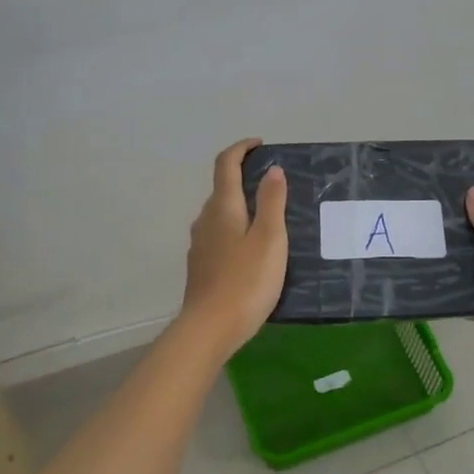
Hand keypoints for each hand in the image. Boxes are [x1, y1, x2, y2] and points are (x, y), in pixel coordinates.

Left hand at [180, 139, 288, 357]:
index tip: (259, 144)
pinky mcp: (201, 266)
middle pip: (221, 189)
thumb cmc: (246, 281)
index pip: (225, 164)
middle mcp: (205, 220)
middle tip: (274, 186)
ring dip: (240, 206)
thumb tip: (272, 170)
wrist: (209, 329)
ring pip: (220, 214)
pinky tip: (251, 250)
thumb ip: (271, 202)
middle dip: (244, 179)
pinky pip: (219, 236)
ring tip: (268, 218)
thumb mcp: (269, 239)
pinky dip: (235, 229)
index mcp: (223, 208)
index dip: (241, 149)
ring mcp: (199, 244)